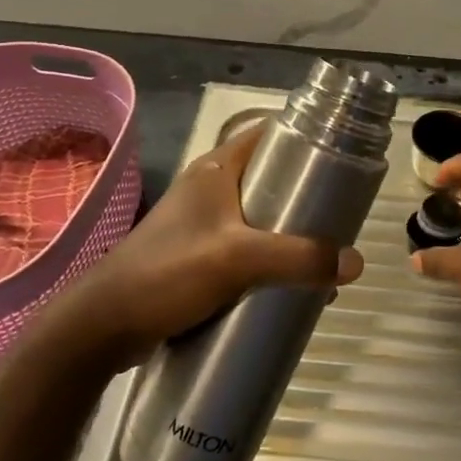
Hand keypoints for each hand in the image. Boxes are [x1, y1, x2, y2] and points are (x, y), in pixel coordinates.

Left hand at [49, 120, 363, 369]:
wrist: (104, 325)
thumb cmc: (168, 272)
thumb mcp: (238, 259)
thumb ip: (298, 259)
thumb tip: (355, 263)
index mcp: (216, 170)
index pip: (268, 135)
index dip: (305, 139)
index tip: (342, 157)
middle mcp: (210, 189)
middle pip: (269, 180)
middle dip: (305, 197)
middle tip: (340, 216)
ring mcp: (202, 225)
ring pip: (259, 219)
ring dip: (289, 234)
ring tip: (324, 256)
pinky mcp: (198, 258)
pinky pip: (245, 251)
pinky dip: (269, 261)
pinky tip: (290, 285)